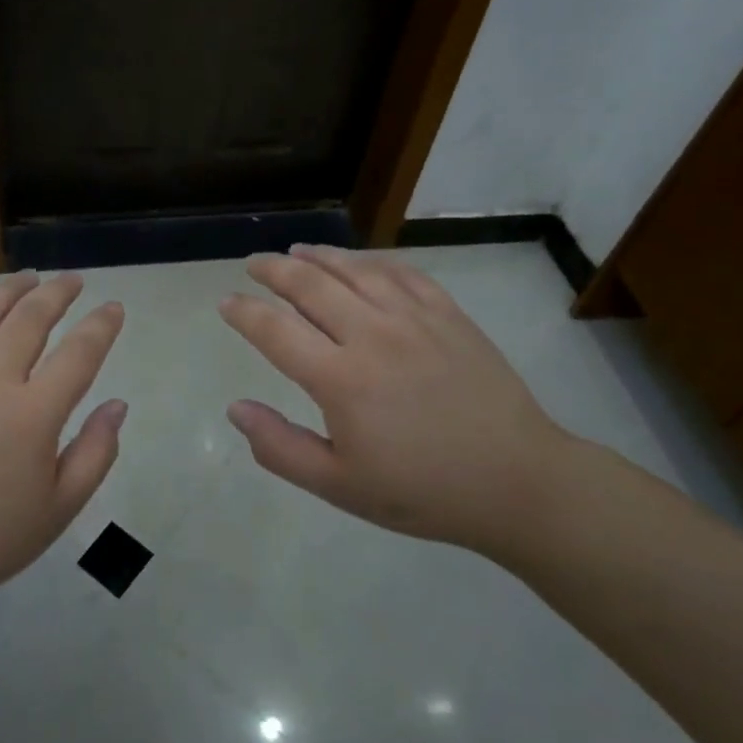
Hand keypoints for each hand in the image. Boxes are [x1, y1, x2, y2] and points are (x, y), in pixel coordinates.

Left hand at [0, 272, 126, 638]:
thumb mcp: (60, 508)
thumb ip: (96, 452)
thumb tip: (117, 405)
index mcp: (32, 415)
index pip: (79, 352)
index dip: (102, 325)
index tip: (114, 308)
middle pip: (30, 318)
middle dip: (58, 293)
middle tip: (73, 281)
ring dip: (9, 289)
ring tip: (27, 278)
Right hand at [219, 246, 580, 558]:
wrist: (516, 481)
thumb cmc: (422, 491)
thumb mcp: (339, 486)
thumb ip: (280, 447)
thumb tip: (236, 408)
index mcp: (341, 379)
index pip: (275, 331)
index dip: (244, 313)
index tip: (226, 303)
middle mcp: (372, 335)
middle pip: (310, 286)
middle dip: (274, 270)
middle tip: (254, 264)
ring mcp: (414, 318)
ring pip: (354, 269)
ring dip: (319, 256)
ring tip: (297, 251)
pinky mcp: (449, 314)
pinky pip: (402, 272)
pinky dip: (372, 260)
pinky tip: (361, 261)